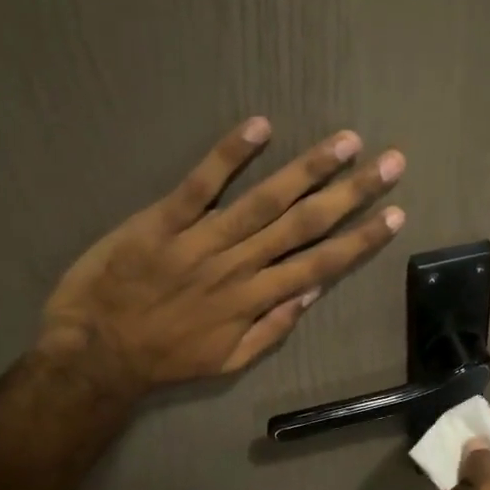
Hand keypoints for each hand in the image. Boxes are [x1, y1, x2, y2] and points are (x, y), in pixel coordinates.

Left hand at [38, 118, 404, 396]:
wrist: (95, 354)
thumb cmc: (164, 359)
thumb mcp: (227, 361)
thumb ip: (272, 329)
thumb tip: (311, 291)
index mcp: (255, 300)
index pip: (320, 264)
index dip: (360, 239)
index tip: (394, 215)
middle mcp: (238, 266)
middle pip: (304, 225)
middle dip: (351, 193)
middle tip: (390, 163)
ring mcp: (201, 241)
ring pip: (264, 201)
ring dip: (307, 169)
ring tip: (345, 142)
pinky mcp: (162, 222)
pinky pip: (199, 185)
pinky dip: (228, 155)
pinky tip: (260, 127)